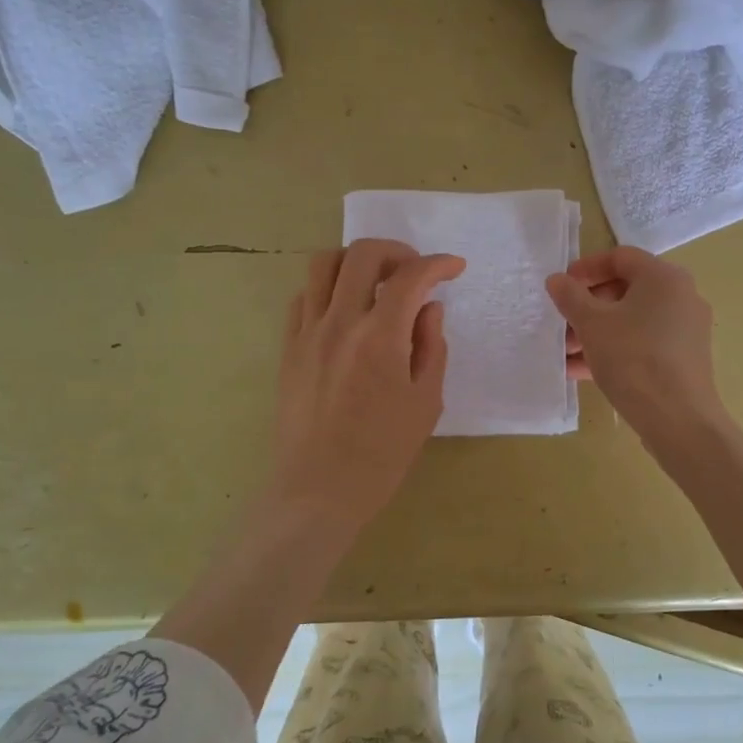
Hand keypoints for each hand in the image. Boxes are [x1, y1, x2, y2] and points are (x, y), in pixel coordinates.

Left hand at [269, 239, 464, 537]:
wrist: (318, 490)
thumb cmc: (382, 454)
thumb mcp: (425, 402)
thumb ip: (431, 346)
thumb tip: (429, 308)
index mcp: (380, 338)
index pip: (410, 277)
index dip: (437, 264)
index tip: (454, 268)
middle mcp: (339, 323)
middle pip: (362, 254)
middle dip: (397, 251)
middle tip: (415, 272)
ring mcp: (307, 332)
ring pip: (323, 264)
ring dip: (356, 261)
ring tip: (376, 282)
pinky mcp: (288, 347)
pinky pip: (303, 296)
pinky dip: (328, 288)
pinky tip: (345, 310)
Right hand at [546, 246, 726, 444]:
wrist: (678, 420)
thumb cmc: (633, 359)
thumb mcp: (592, 324)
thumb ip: (570, 296)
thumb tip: (556, 280)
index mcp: (664, 277)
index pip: (620, 257)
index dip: (586, 268)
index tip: (561, 287)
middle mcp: (681, 297)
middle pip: (626, 289)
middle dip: (588, 306)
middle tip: (562, 323)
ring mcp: (686, 330)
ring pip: (632, 320)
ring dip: (596, 331)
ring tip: (566, 352)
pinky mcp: (684, 359)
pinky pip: (643, 344)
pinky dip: (615, 349)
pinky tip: (582, 371)